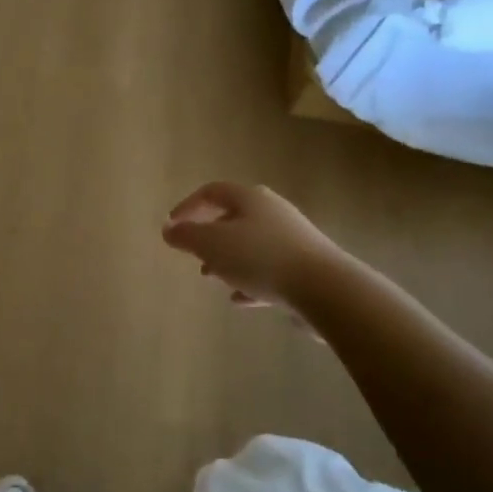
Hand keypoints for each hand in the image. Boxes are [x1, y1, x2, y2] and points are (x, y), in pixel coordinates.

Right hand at [161, 182, 345, 313]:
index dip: (188, 206)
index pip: (212, 192)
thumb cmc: (260, 258)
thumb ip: (186, 236)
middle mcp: (273, 212)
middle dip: (209, 236)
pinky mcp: (305, 267)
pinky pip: (270, 270)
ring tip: (212, 277)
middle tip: (193, 254)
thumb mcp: (212, 244)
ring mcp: (293, 240)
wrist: (324, 288)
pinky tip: (240, 299)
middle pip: (234, 217)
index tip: (171, 226)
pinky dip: (250, 280)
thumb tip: (168, 229)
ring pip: (251, 245)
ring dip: (228, 259)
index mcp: (250, 198)